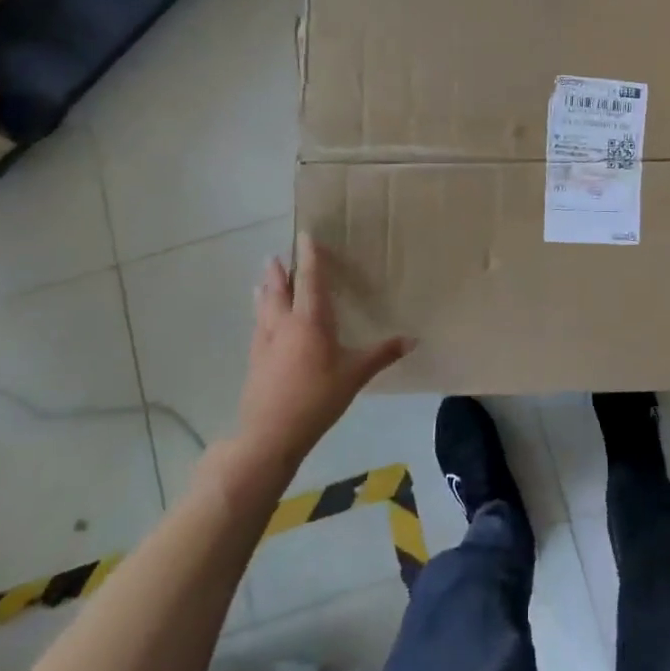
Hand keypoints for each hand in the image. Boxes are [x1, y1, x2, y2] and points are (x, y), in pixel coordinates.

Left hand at [229, 233, 412, 481]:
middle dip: (278, 271)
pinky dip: (259, 314)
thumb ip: (383, 354)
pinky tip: (260, 321)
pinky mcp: (255, 360)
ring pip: (264, 307)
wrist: (269, 434)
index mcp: (311, 321)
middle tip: (276, 255)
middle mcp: (284, 324)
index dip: (309, 257)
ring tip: (262, 279)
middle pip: (279, 289)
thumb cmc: (317, 399)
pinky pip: (258, 326)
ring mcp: (265, 342)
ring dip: (265, 290)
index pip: (309, 280)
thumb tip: (414, 339)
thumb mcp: (355, 375)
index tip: (305, 236)